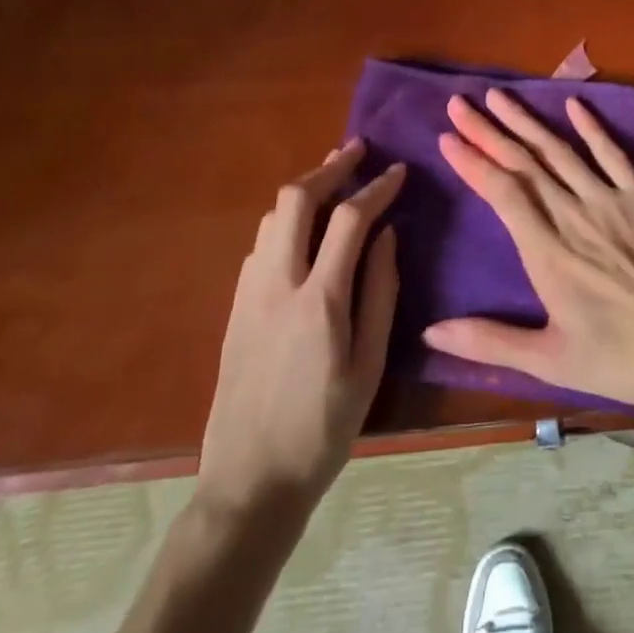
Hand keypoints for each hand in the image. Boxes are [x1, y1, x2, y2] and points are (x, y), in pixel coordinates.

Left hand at [197, 140, 403, 515]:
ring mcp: (248, 293)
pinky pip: (260, 243)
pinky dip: (286, 218)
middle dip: (329, 166)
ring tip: (334, 178)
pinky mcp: (234, 307)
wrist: (248, 482)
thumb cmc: (323, 428)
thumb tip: (388, 235)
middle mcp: (277, 283)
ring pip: (271, 216)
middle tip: (357, 150)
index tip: (398, 171)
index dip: (377, 187)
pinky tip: (305, 228)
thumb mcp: (370, 365)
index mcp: (319, 299)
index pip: (349, 219)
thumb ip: (381, 292)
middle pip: (295, 199)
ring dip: (304, 189)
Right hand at [425, 89, 633, 410]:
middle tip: (459, 103)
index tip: (447, 137)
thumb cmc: (624, 356)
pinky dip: (591, 127)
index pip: (501, 192)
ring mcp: (609, 198)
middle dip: (487, 130)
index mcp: (545, 251)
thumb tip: (431, 333)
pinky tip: (573, 105)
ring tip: (499, 96)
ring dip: (527, 121)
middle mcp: (571, 213)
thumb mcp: (551, 361)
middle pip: (523, 163)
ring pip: (558, 150)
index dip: (472, 162)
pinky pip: (612, 153)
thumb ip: (491, 343)